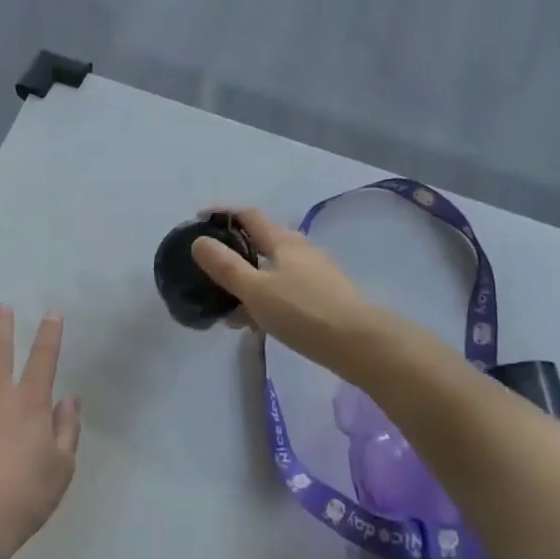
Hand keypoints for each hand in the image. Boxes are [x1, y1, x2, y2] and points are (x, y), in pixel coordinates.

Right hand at [191, 207, 381, 373]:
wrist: (360, 344)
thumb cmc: (303, 312)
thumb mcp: (256, 290)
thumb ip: (226, 267)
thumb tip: (199, 241)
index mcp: (284, 241)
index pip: (249, 216)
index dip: (223, 214)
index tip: (199, 220)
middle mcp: (301, 250)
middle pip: (260, 244)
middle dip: (234, 255)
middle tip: (210, 272)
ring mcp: (315, 274)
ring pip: (272, 272)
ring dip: (248, 285)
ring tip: (229, 311)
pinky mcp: (324, 297)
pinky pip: (284, 291)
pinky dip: (265, 301)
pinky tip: (257, 325)